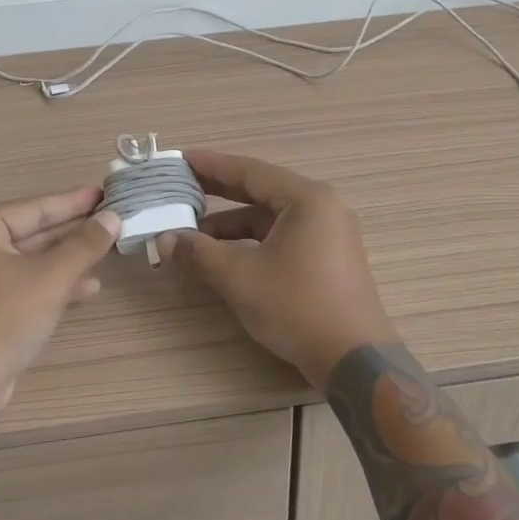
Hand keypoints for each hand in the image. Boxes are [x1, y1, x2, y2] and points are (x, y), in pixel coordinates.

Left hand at [0, 185, 118, 415]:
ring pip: (30, 261)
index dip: (73, 202)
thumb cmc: (1, 319)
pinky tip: (88, 287)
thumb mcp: (50, 277)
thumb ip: (84, 244)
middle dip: (73, 231)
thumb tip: (113, 217)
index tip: (105, 193)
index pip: (33, 207)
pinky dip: (52, 284)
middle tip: (112, 219)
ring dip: (68, 259)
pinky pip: (23, 284)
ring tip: (108, 250)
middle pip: (31, 233)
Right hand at [159, 151, 393, 389]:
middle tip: (181, 187)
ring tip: (192, 234)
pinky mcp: (328, 259)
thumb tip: (164, 239)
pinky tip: (224, 256)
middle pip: (261, 191)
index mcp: (307, 199)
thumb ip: (199, 253)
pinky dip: (252, 242)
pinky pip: (282, 237)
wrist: (354, 360)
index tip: (182, 159)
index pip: (251, 171)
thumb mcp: (241, 277)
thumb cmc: (298, 307)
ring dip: (232, 225)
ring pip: (270, 219)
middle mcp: (322, 208)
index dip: (212, 165)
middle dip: (219, 191)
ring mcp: (328, 234)